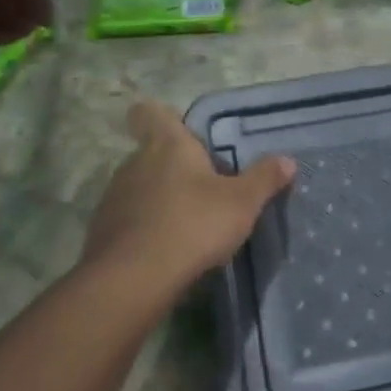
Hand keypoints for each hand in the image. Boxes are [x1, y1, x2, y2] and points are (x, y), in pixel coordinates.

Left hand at [81, 101, 294, 291]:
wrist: (134, 278)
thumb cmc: (193, 224)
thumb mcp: (242, 203)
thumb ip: (264, 179)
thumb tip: (287, 160)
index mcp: (167, 145)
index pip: (149, 112)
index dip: (162, 117)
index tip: (181, 132)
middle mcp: (135, 163)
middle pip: (152, 153)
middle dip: (175, 167)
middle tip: (205, 189)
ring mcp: (114, 197)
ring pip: (140, 187)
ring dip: (160, 199)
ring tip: (188, 224)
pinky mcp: (103, 231)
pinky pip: (129, 219)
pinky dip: (146, 228)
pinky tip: (166, 250)